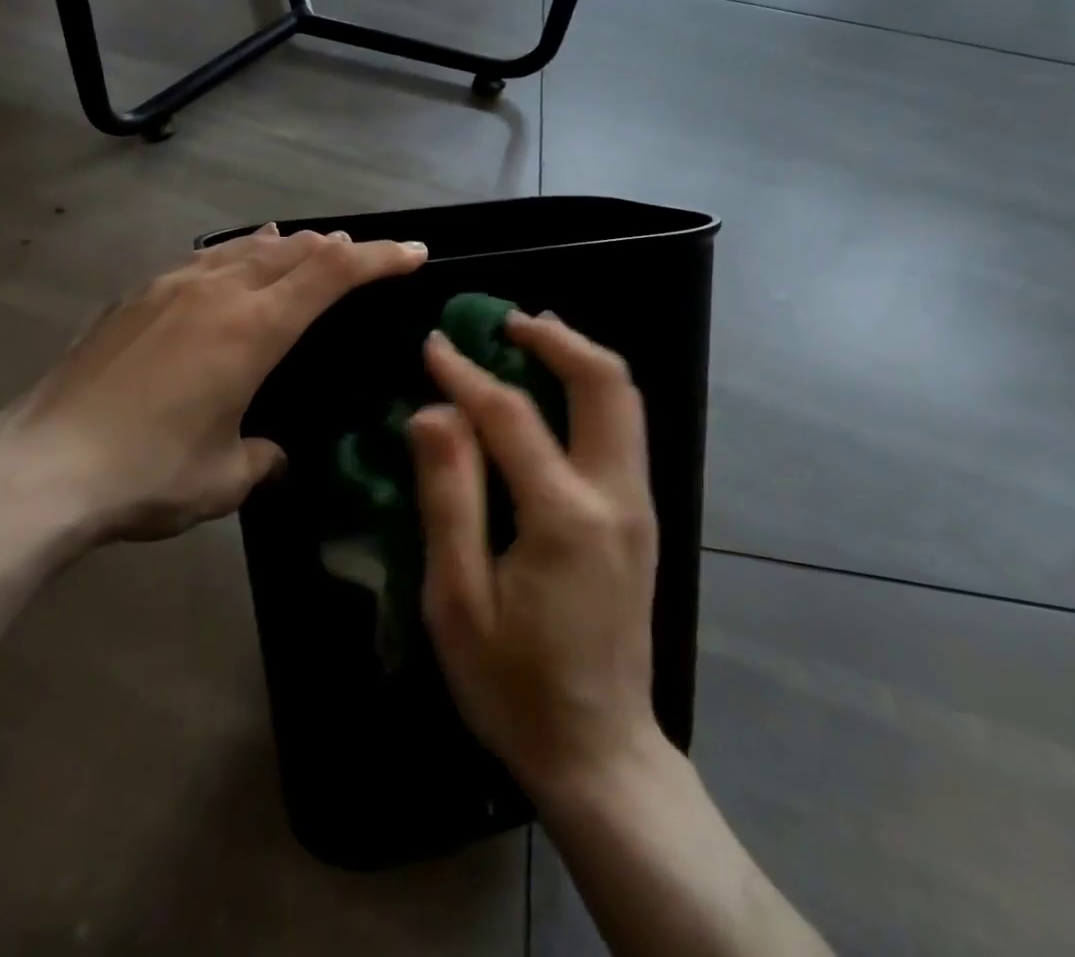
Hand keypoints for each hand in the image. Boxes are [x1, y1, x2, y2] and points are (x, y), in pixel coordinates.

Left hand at [0, 225, 426, 550]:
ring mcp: (169, 287)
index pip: (333, 273)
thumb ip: (262, 458)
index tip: (414, 252)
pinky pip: (202, 260)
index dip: (380, 256)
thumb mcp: (224, 478)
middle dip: (339, 248)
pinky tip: (230, 265)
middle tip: (366, 255)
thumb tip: (273, 454)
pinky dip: (236, 255)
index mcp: (252, 329)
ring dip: (288, 246)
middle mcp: (216, 292)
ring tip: (309, 245)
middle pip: (294, 249)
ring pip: (245, 248)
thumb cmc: (146, 474)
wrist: (38, 468)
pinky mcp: (134, 297)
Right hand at [409, 312, 663, 802]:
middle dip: (556, 338)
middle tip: (505, 321)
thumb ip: (448, 496)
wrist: (600, 754)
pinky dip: (590, 392)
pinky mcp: (641, 518)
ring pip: (624, 400)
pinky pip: (621, 429)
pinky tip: (553, 394)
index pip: (511, 414)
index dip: (466, 373)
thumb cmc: (514, 686)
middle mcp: (616, 495)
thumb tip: (434, 411)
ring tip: (529, 339)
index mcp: (564, 516)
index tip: (433, 344)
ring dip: (578, 358)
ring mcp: (639, 505)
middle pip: (605, 383)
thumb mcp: (458, 600)